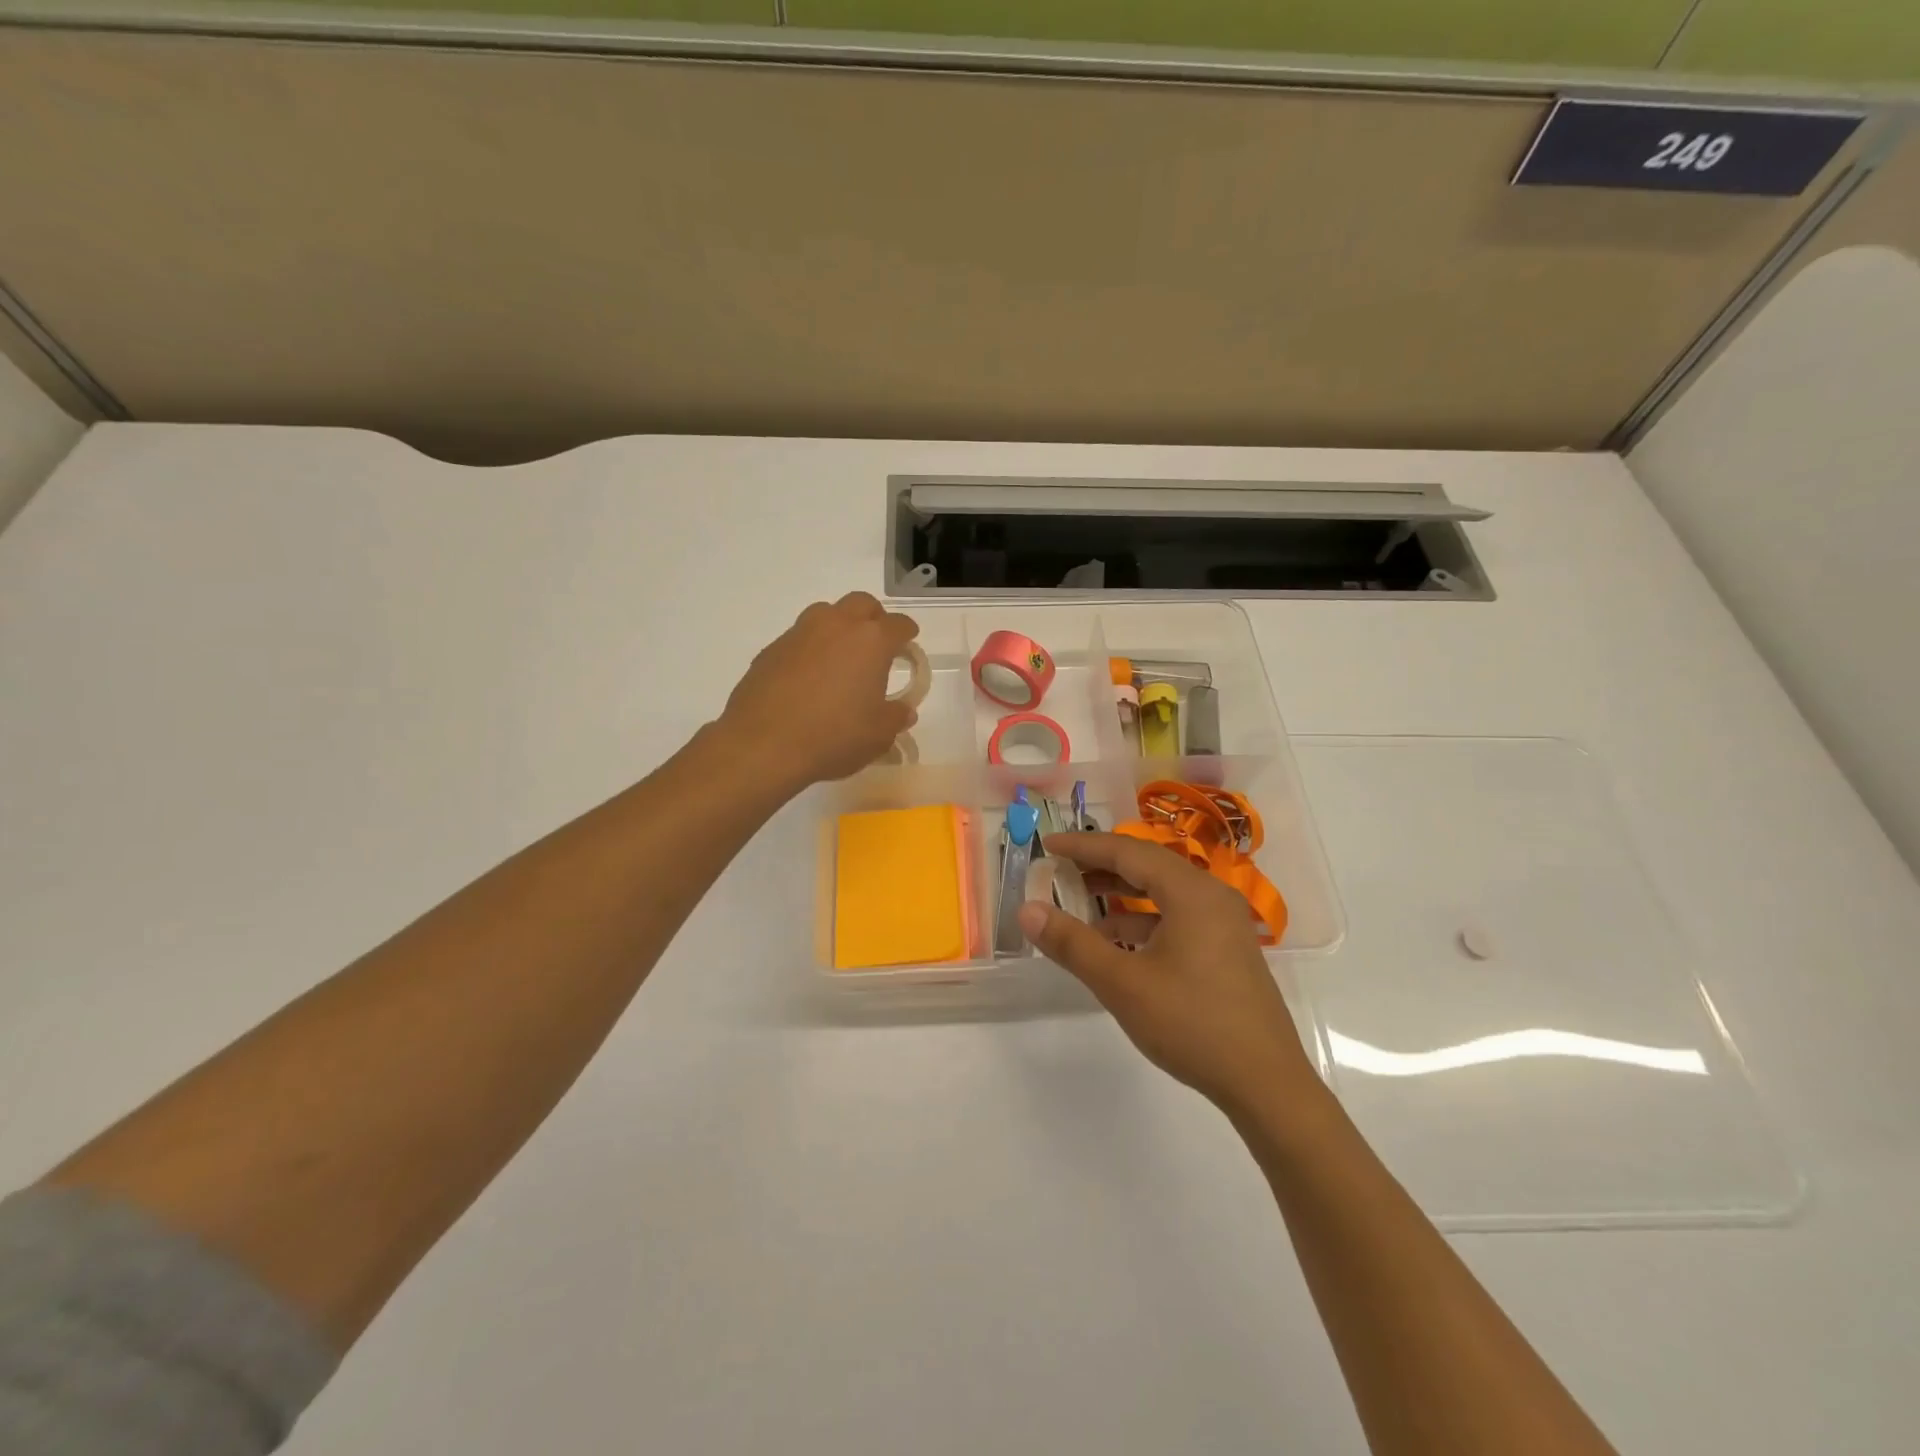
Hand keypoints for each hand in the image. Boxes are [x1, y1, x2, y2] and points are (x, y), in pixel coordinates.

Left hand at [720, 592, 919, 792]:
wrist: (763, 745)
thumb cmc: (833, 737)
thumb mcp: (878, 735)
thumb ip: (895, 717)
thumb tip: (902, 710)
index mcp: (871, 641)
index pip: (898, 625)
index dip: (907, 634)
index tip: (908, 645)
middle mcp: (836, 626)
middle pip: (862, 604)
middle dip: (874, 619)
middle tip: (877, 646)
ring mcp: (799, 634)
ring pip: (826, 614)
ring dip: (839, 627)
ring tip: (841, 659)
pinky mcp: (771, 650)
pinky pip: (799, 639)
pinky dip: (810, 650)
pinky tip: (808, 679)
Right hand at [1019, 832, 1320, 1117]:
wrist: (1267, 1085)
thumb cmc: (1192, 1024)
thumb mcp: (1122, 984)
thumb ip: (1072, 943)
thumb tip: (1026, 909)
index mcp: (1191, 892)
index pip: (1127, 851)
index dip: (1083, 845)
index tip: (1047, 843)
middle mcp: (1211, 896)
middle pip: (1147, 865)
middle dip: (1100, 863)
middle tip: (1059, 867)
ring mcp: (1223, 923)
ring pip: (1162, 891)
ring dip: (1120, 892)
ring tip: (1079, 899)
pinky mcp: (1226, 948)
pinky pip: (1176, 916)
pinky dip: (1142, 919)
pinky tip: (1115, 942)